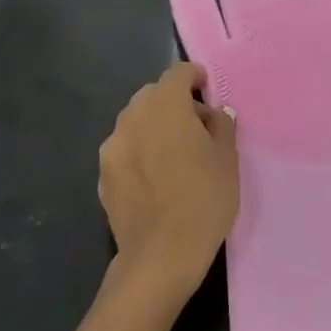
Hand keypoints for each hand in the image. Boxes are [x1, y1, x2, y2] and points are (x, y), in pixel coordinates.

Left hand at [99, 62, 239, 298]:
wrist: (160, 257)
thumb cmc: (203, 200)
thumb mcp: (228, 159)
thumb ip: (222, 125)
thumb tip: (215, 113)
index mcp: (165, 104)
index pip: (178, 73)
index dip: (194, 76)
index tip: (207, 89)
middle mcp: (133, 115)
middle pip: (154, 94)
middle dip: (174, 102)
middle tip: (196, 127)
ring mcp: (113, 144)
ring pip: (136, 121)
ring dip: (154, 126)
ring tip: (173, 154)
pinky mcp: (103, 173)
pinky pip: (125, 148)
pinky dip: (139, 151)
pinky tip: (154, 177)